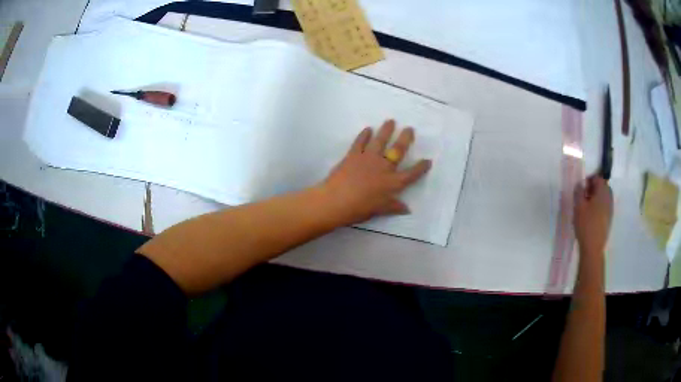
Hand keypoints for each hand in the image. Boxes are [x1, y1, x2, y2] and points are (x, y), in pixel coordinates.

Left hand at [319, 119, 431, 224]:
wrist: (337, 201)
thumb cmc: (360, 209)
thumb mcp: (380, 210)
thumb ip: (394, 207)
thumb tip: (407, 209)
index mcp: (393, 183)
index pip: (411, 174)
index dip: (421, 167)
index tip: (428, 160)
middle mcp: (384, 167)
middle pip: (398, 150)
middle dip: (406, 138)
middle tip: (410, 129)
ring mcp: (369, 158)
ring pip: (380, 141)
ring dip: (386, 130)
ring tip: (391, 121)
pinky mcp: (353, 155)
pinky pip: (360, 142)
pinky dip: (364, 135)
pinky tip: (367, 129)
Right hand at [573, 176, 612, 256]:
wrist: (593, 247)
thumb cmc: (586, 224)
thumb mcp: (578, 206)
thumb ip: (579, 192)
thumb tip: (580, 184)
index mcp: (602, 192)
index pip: (598, 178)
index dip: (589, 179)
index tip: (582, 187)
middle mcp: (609, 198)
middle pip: (603, 187)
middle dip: (594, 188)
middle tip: (584, 196)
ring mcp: (610, 209)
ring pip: (604, 197)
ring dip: (596, 198)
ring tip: (586, 206)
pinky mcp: (609, 219)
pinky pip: (604, 207)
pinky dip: (599, 206)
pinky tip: (591, 216)